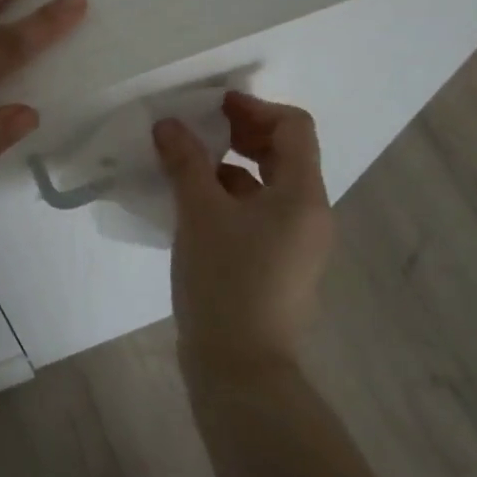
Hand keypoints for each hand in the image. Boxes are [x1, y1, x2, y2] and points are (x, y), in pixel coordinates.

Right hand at [153, 92, 334, 377]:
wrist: (239, 369)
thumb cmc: (225, 281)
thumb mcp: (199, 213)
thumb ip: (185, 161)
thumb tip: (169, 124)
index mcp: (301, 195)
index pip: (294, 127)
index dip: (254, 107)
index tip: (213, 107)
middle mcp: (308, 214)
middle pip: (283, 154)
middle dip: (241, 134)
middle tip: (198, 130)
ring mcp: (295, 243)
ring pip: (267, 185)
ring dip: (230, 166)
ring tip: (186, 165)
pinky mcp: (276, 264)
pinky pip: (257, 214)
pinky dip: (229, 198)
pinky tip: (192, 205)